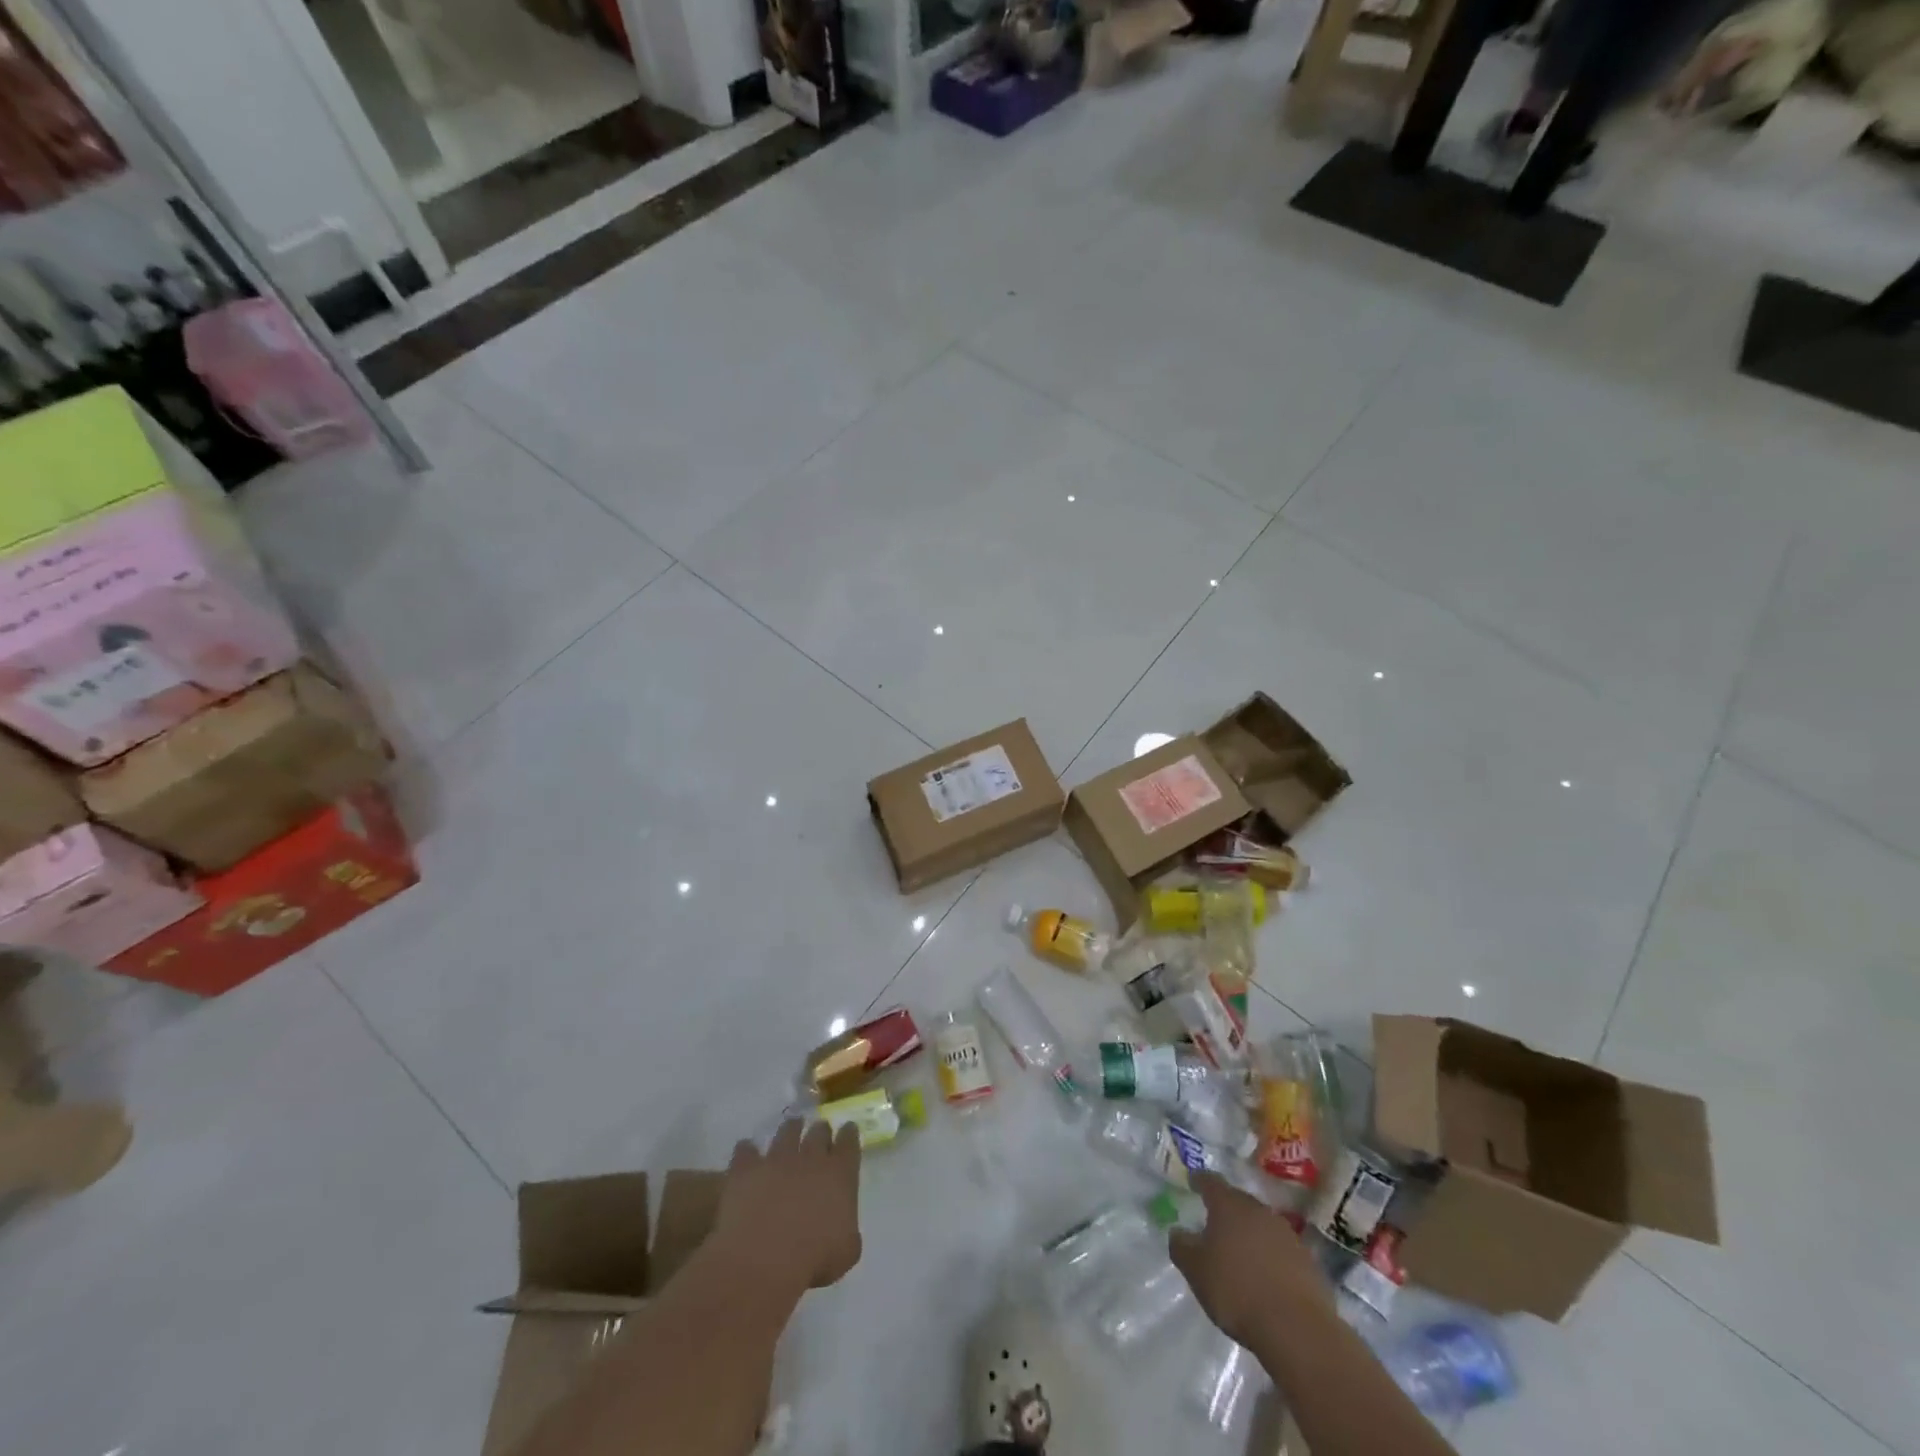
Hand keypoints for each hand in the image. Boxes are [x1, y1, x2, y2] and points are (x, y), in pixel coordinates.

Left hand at [713, 1118, 862, 1295]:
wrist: (762, 1259)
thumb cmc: (813, 1259)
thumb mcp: (846, 1252)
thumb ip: (847, 1230)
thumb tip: (841, 1227)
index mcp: (839, 1174)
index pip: (849, 1142)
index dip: (849, 1135)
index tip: (848, 1130)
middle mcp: (810, 1157)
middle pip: (818, 1132)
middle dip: (820, 1131)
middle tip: (819, 1133)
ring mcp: (776, 1159)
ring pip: (786, 1132)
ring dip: (790, 1130)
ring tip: (789, 1130)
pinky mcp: (746, 1169)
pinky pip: (746, 1150)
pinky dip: (747, 1150)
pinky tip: (746, 1152)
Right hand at [1169, 1172, 1330, 1347]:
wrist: (1297, 1329)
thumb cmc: (1236, 1290)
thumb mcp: (1195, 1270)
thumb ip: (1181, 1246)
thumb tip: (1178, 1232)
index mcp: (1228, 1205)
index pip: (1210, 1181)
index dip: (1199, 1180)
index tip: (1192, 1181)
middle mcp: (1259, 1210)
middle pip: (1238, 1201)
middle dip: (1226, 1208)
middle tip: (1214, 1221)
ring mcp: (1287, 1235)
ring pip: (1261, 1225)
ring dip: (1250, 1233)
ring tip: (1239, 1250)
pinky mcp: (1308, 1262)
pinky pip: (1281, 1250)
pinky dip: (1270, 1256)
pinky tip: (1265, 1275)